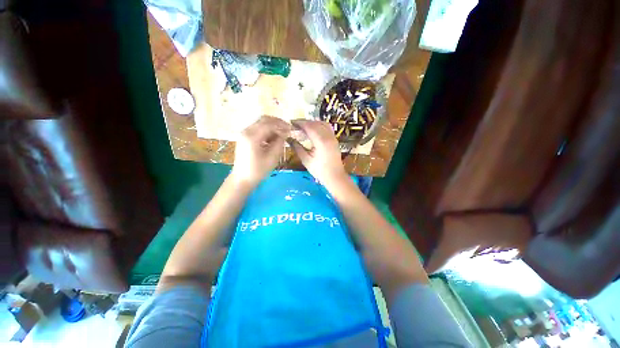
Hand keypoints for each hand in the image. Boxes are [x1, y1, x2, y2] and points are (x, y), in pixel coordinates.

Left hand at [231, 116, 290, 186]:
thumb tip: (285, 132)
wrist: (242, 179)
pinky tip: (272, 139)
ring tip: (281, 136)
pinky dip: (266, 132)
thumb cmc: (258, 170)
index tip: (291, 128)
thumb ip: (280, 142)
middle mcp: (246, 131)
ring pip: (260, 124)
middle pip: (263, 120)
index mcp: (252, 136)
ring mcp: (244, 134)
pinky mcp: (244, 138)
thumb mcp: (272, 157)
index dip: (281, 124)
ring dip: (271, 127)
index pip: (268, 123)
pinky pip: (257, 130)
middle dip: (276, 123)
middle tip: (287, 129)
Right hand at [289, 120, 347, 186]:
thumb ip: (297, 147)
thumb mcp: (306, 160)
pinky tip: (313, 129)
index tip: (291, 123)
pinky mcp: (335, 139)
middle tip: (295, 124)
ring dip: (312, 123)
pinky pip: (327, 127)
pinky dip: (319, 125)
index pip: (309, 127)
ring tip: (303, 126)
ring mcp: (333, 137)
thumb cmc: (320, 170)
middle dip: (305, 122)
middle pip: (315, 123)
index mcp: (321, 141)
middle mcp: (328, 136)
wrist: (335, 177)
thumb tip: (288, 138)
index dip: (299, 123)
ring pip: (322, 124)